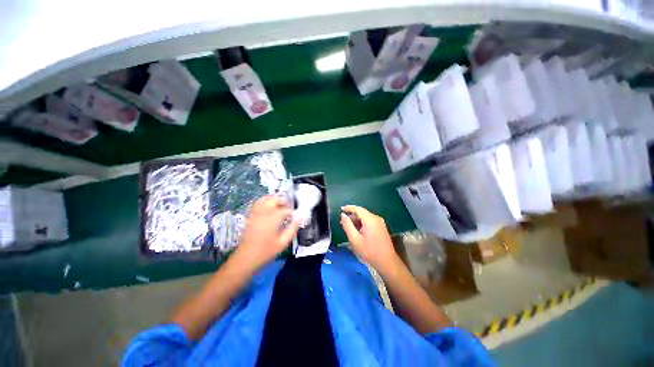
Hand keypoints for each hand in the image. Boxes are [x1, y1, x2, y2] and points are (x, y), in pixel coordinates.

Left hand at [234, 196, 298, 270]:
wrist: (245, 259)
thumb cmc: (266, 252)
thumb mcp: (283, 243)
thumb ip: (292, 230)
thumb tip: (299, 219)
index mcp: (272, 220)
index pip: (285, 210)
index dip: (291, 212)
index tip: (294, 217)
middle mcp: (263, 214)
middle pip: (273, 200)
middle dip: (282, 201)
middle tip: (288, 206)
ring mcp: (255, 214)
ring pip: (264, 200)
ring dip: (273, 199)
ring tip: (279, 203)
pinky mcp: (250, 217)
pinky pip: (257, 204)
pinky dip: (264, 201)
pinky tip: (269, 206)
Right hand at [340, 205, 398, 270]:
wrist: (387, 262)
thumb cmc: (369, 251)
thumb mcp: (355, 239)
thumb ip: (348, 226)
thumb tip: (343, 215)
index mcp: (370, 219)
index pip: (358, 209)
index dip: (348, 208)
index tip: (341, 209)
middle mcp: (376, 218)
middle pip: (362, 212)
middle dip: (352, 216)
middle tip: (342, 222)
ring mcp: (380, 222)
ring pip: (365, 217)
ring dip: (356, 220)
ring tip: (348, 227)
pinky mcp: (381, 227)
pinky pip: (369, 221)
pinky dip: (362, 223)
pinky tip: (357, 230)